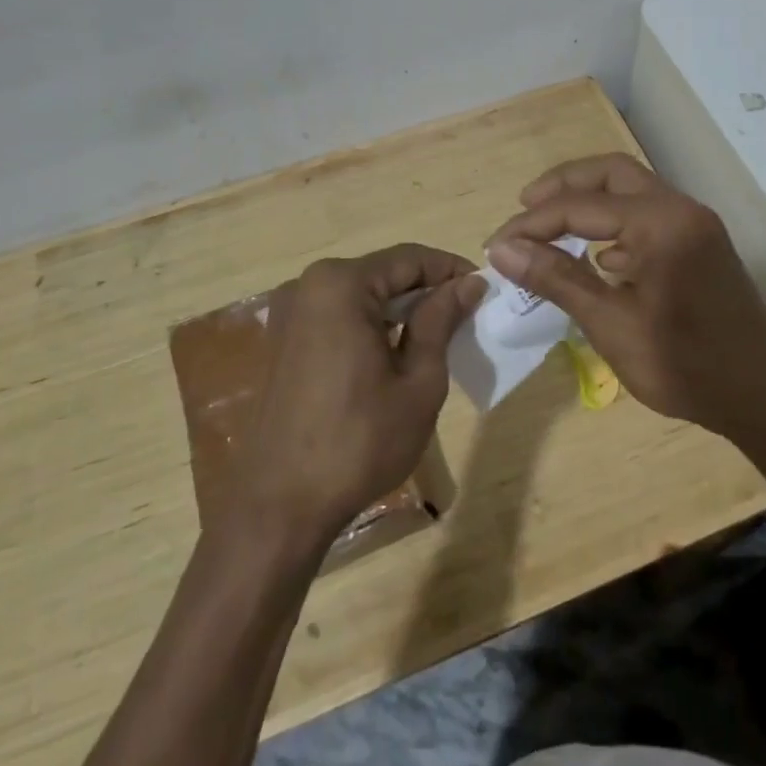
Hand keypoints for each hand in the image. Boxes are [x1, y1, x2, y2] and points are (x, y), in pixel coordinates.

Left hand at [234, 245, 486, 546]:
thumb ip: (441, 321)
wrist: (280, 506)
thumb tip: (469, 283)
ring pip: (362, 294)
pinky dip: (372, 324)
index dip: (451, 270)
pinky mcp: (284, 339)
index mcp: (341, 285)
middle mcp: (309, 285)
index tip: (485, 290)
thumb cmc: (359, 442)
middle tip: (467, 316)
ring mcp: (291, 313)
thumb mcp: (418, 381)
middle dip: (427, 290)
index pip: (410, 258)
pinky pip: (339, 315)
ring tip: (439, 336)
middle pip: (384, 273)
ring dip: (400, 309)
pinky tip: (396, 353)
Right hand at [485, 154, 765, 440]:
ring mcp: (696, 225)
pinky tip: (596, 257)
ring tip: (550, 227)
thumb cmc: (685, 366)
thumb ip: (557, 278)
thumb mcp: (611, 324)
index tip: (496, 245)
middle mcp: (681, 209)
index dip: (532, 223)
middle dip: (563, 186)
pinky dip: (615, 223)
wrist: (765, 399)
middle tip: (524, 207)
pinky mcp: (701, 244)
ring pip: (632, 190)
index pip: (580, 205)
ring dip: (589, 201)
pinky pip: (649, 216)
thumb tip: (502, 248)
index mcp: (660, 223)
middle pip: (611, 173)